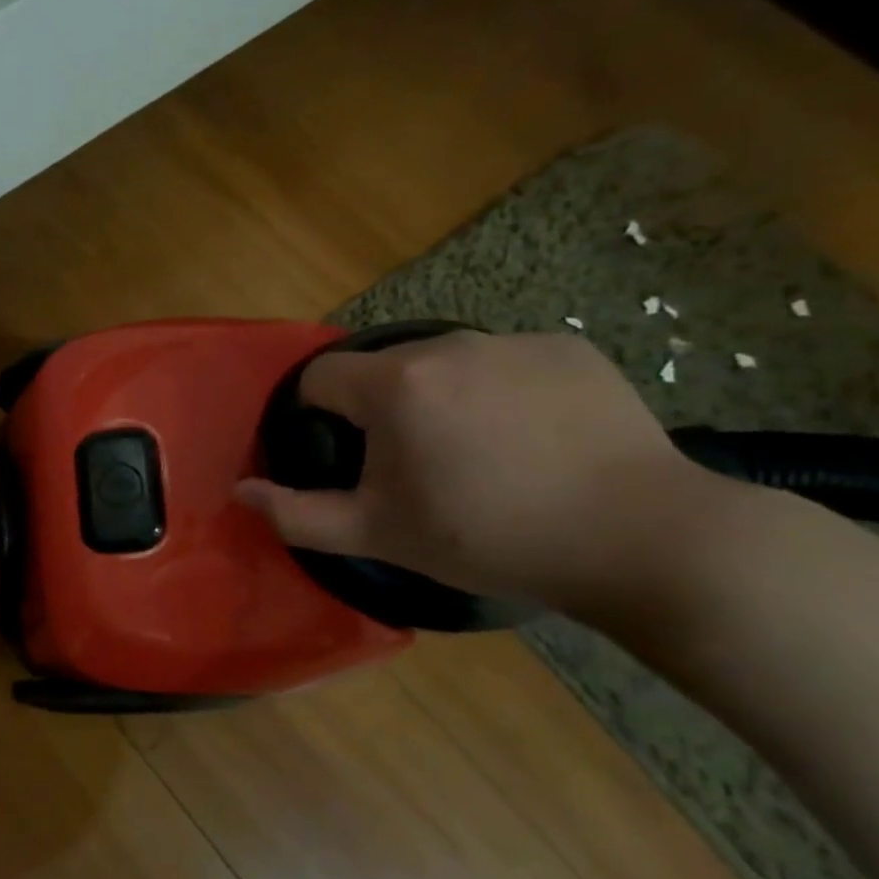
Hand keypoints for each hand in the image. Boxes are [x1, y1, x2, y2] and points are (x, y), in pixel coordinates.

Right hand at [234, 331, 716, 611]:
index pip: (320, 377)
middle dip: (382, 409)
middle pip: (382, 369)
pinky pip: (504, 363)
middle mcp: (447, 345)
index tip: (350, 457)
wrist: (638, 537)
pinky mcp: (568, 349)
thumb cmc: (487, 535)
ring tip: (479, 454)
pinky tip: (531, 439)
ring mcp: (513, 341)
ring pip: (443, 364)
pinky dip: (500, 392)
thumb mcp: (376, 534)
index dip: (319, 416)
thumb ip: (296, 514)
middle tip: (417, 467)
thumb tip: (241, 491)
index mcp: (394, 384)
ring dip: (439, 398)